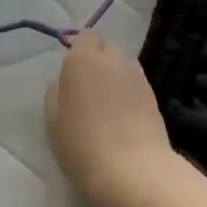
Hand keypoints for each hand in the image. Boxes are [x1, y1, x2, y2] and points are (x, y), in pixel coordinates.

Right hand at [44, 31, 174, 206]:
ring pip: (123, 64)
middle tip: (87, 86)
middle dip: (97, 59)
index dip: (79, 49)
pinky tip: (123, 113)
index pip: (85, 36)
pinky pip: (136, 83)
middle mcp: (112, 60)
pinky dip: (128, 91)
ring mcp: (137, 76)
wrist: (132, 170)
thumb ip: (56, 91)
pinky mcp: (154, 95)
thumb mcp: (53, 120)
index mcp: (82, 60)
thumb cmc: (81, 143)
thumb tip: (64, 81)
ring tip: (107, 101)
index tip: (72, 70)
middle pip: (106, 48)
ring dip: (115, 74)